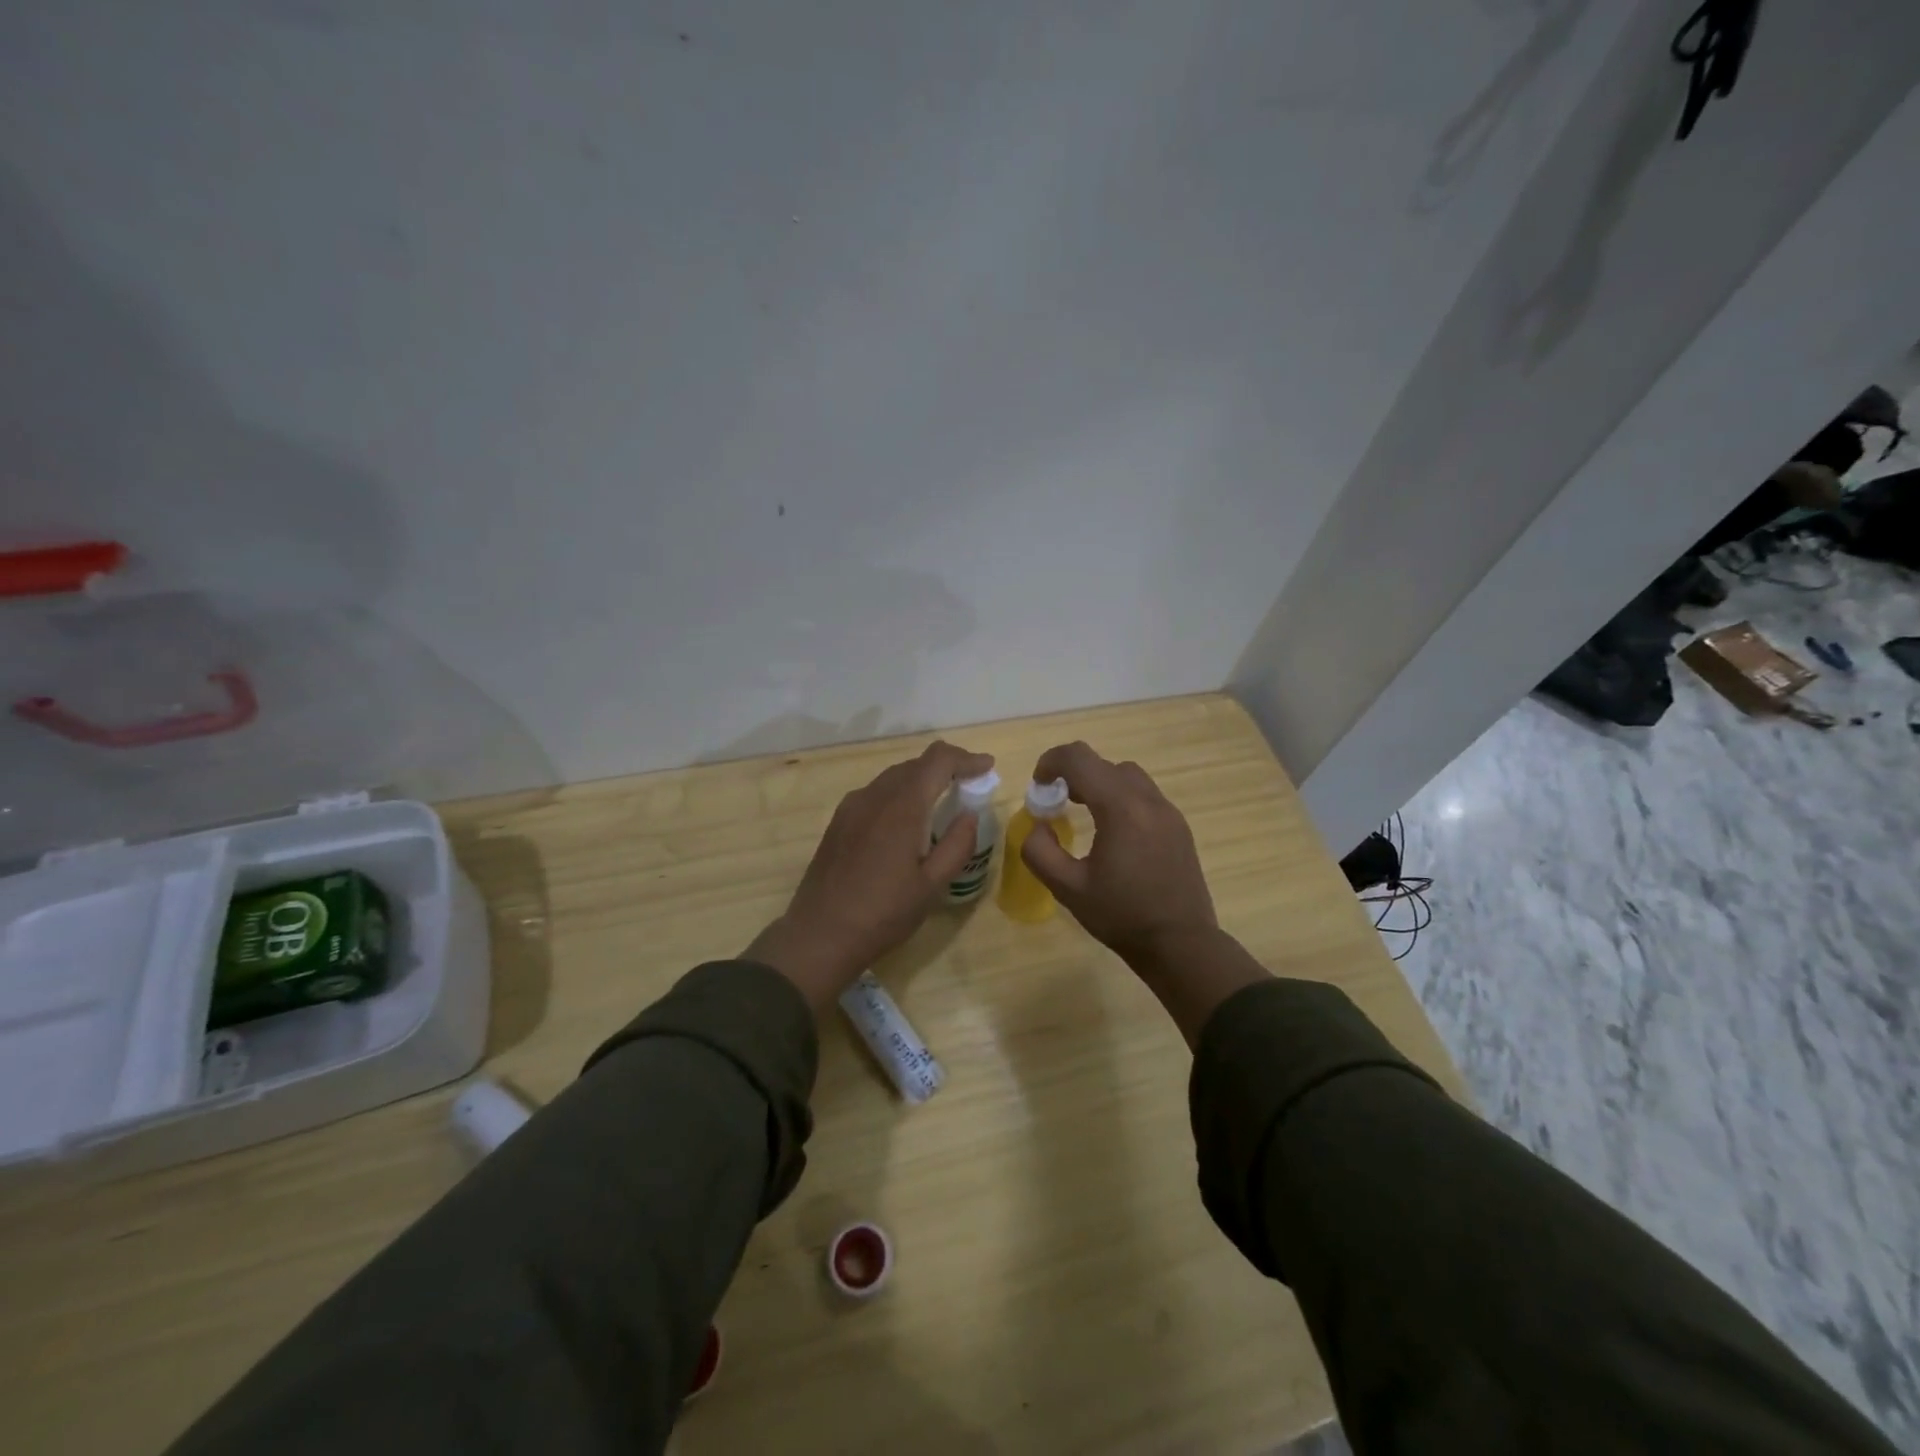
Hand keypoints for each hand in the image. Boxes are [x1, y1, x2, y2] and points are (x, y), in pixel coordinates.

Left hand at [746, 740, 993, 1010]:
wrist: (819, 936)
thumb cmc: (883, 914)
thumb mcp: (932, 886)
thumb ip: (957, 845)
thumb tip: (969, 815)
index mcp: (902, 807)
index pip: (938, 761)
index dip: (966, 758)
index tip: (987, 766)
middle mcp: (874, 796)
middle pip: (915, 764)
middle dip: (946, 768)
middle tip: (969, 786)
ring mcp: (851, 807)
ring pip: (893, 777)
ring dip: (921, 780)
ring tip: (941, 801)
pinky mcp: (838, 821)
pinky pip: (876, 793)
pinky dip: (899, 794)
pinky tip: (906, 821)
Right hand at [1019, 741, 1218, 962]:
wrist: (1181, 944)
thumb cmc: (1122, 916)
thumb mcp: (1068, 889)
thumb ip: (1040, 852)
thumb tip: (1038, 827)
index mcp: (1121, 809)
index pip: (1080, 759)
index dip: (1052, 762)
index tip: (1039, 785)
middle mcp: (1148, 800)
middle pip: (1104, 764)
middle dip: (1074, 774)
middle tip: (1056, 802)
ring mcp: (1169, 812)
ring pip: (1128, 776)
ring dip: (1100, 783)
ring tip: (1084, 812)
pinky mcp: (1179, 827)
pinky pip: (1145, 795)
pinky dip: (1121, 798)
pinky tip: (1114, 833)